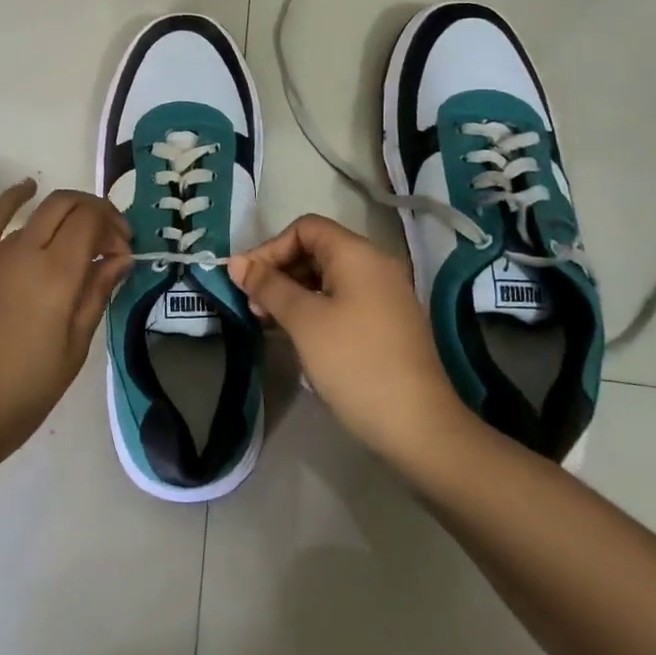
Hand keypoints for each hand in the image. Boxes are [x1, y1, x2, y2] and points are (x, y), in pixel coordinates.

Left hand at [0, 180, 131, 472]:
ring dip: (63, 213)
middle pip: (66, 205)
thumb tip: (120, 257)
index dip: (113, 226)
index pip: (91, 221)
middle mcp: (22, 251)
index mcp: (55, 276)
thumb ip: (96, 294)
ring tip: (74, 230)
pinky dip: (13, 198)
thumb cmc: (19, 395)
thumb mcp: (73, 350)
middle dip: (94, 211)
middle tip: (107, 238)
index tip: (123, 250)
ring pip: (34, 211)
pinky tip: (27, 188)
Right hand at [228, 215, 471, 461]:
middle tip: (253, 305)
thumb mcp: (303, 321)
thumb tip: (236, 263)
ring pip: (328, 277)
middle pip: (317, 250)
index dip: (271, 248)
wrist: (418, 426)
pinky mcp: (389, 322)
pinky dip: (316, 308)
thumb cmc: (354, 362)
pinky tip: (298, 335)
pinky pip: (344, 299)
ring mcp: (386, 294)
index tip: (247, 281)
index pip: (305, 228)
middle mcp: (375, 264)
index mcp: (357, 253)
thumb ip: (268, 286)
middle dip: (279, 271)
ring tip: (269, 322)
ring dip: (294, 292)